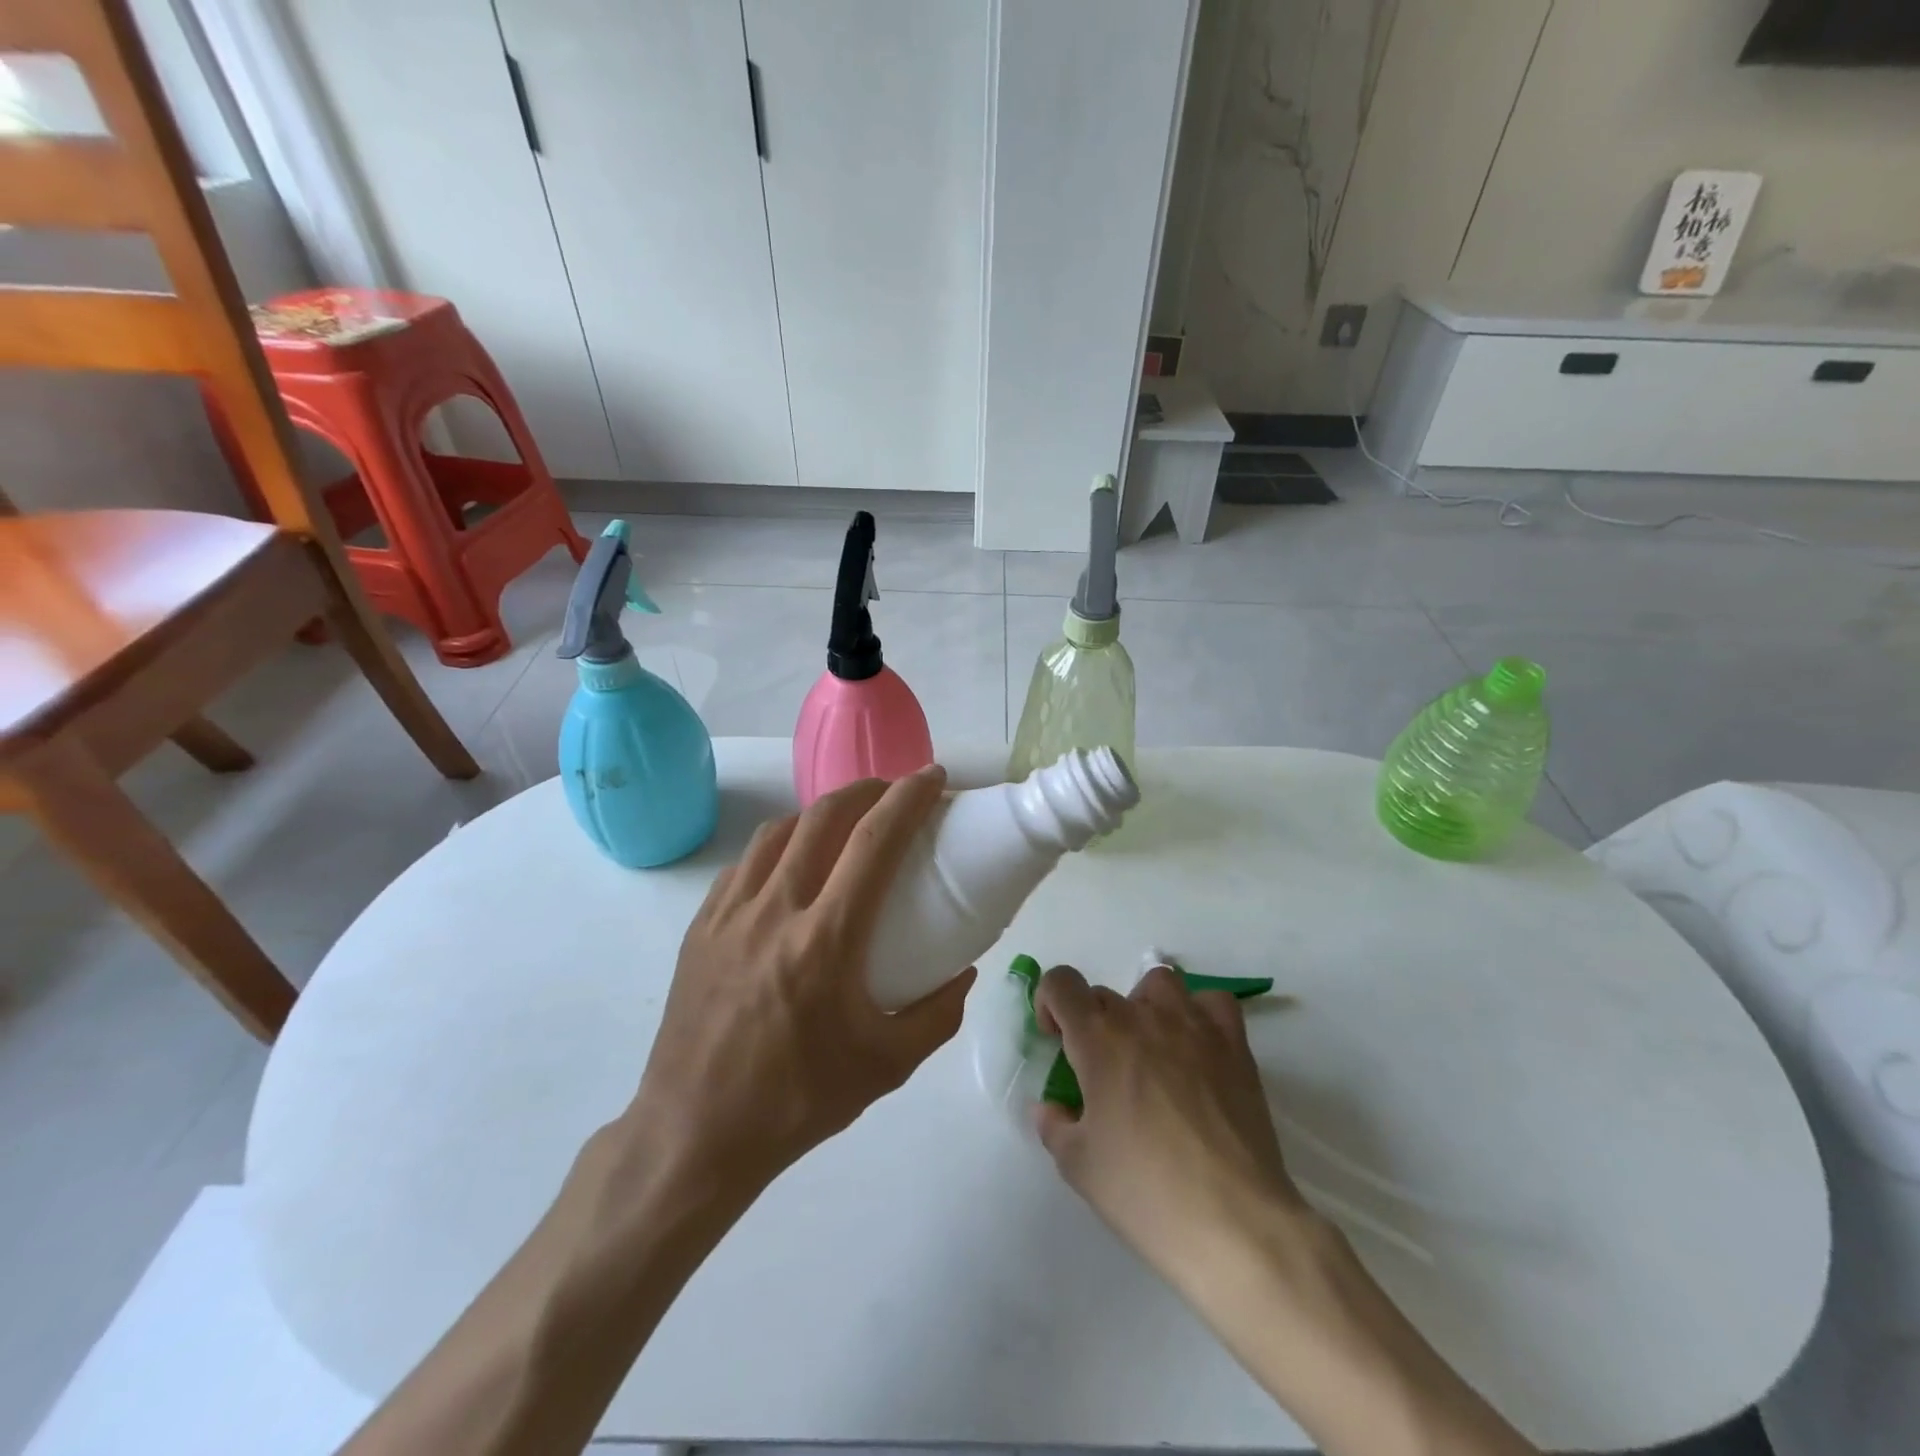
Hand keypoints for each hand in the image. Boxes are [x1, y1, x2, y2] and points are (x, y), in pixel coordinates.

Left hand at [624, 767, 975, 1200]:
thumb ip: (938, 1014)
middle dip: (866, 789)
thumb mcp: (887, 1066)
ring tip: (845, 824)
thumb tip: (963, 971)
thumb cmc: (797, 1100)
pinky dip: (778, 846)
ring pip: (778, 832)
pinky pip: (745, 864)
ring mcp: (730, 913)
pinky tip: (790, 868)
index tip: (933, 778)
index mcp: (825, 939)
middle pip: (823, 817)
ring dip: (820, 813)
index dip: (908, 798)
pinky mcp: (701, 926)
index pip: (874, 842)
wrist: (695, 1133)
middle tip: (894, 793)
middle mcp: (774, 909)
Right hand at [1033, 964, 1318, 1286]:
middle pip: (1105, 993)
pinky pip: (1213, 1004)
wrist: (1233, 1222)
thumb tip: (1052, 1107)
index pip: (1061, 983)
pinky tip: (1197, 1049)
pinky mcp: (1234, 1045)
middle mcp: (1143, 1017)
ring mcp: (1193, 1026)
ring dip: (1144, 1007)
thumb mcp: (1078, 1165)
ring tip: (1149, 1051)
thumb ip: (1055, 1125)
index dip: (1049, 1002)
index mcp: (1098, 1038)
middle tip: (1101, 1072)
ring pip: (1159, 984)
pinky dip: (1199, 1015)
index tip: (1056, 1039)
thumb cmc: (1144, 1192)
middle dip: (1092, 1022)